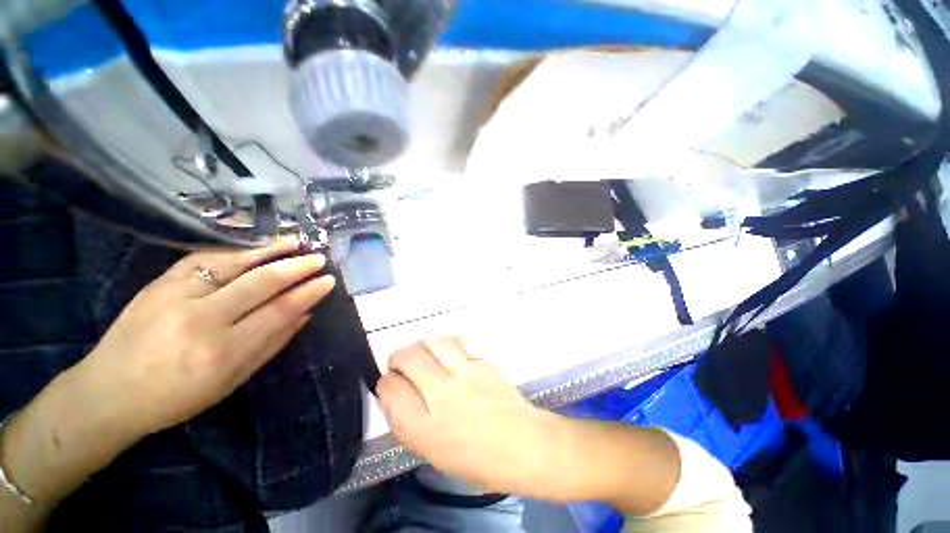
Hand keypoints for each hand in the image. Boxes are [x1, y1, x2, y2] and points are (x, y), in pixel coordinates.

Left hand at [80, 240, 335, 437]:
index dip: (307, 294)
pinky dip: (234, 250)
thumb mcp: (232, 381)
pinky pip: (203, 259)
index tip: (327, 281)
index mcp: (223, 352)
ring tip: (294, 242)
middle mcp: (202, 320)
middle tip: (318, 259)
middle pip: (260, 284)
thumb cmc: (177, 397)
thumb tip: (305, 315)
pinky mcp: (159, 283)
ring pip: (233, 264)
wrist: (109, 392)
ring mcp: (176, 297)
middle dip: (296, 268)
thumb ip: (272, 345)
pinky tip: (254, 246)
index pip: (278, 312)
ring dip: (269, 251)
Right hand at [377, 337, 558, 494]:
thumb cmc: (477, 459)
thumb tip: (397, 391)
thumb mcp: (433, 451)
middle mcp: (441, 395)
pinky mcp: (482, 362)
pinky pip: (456, 344)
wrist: (522, 444)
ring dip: (421, 345)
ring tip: (423, 353)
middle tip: (401, 363)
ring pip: (432, 342)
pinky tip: (448, 354)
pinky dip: (446, 345)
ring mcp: (465, 374)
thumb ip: (409, 421)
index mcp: (423, 428)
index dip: (386, 383)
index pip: (390, 389)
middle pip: (407, 358)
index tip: (390, 383)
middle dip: (398, 357)